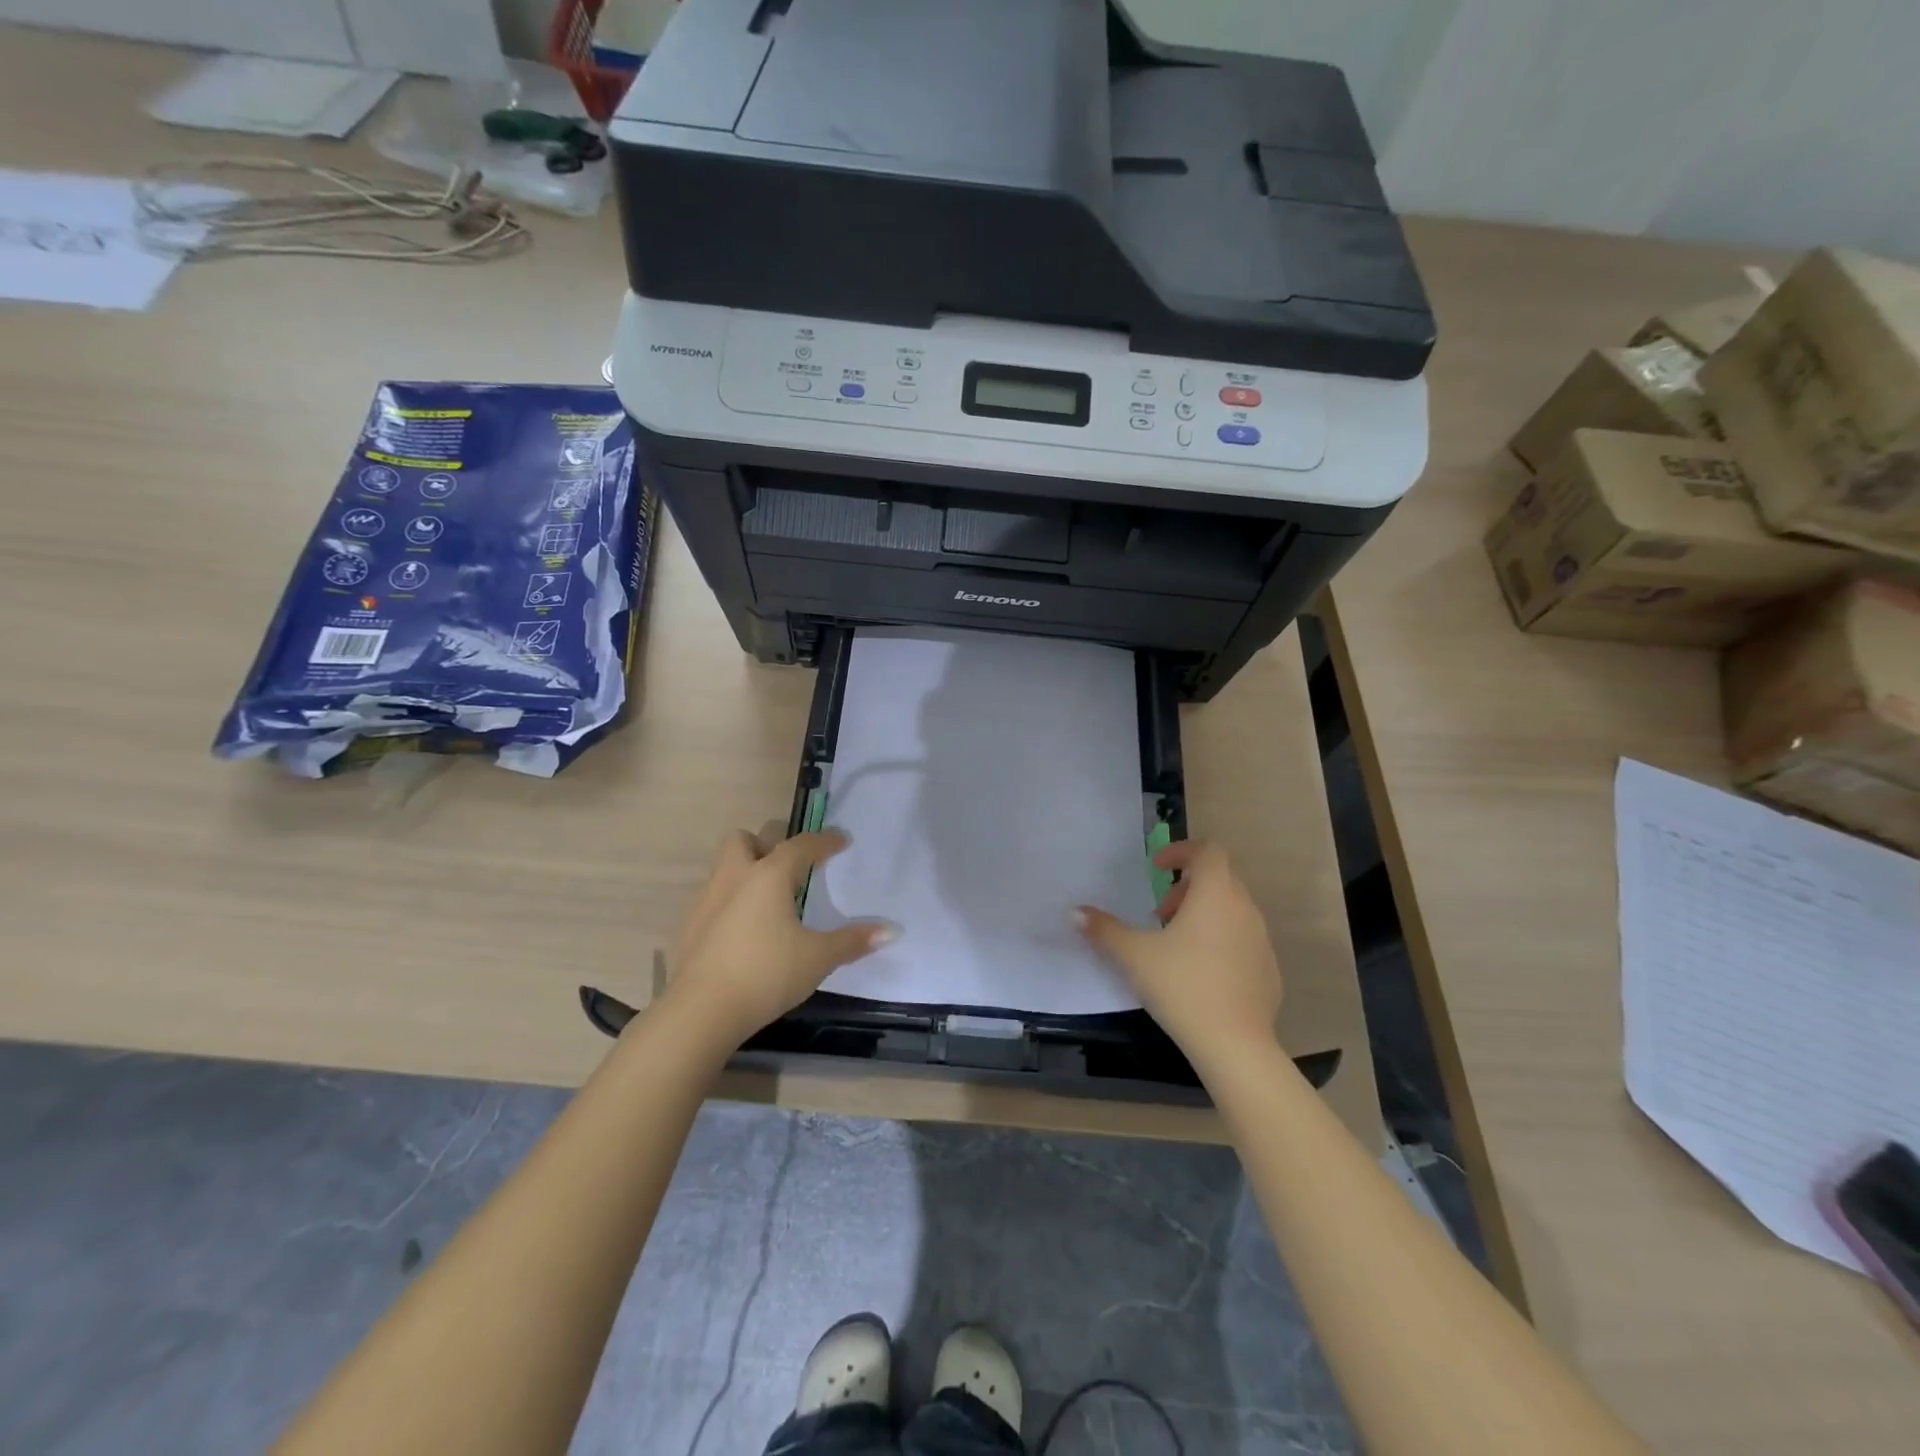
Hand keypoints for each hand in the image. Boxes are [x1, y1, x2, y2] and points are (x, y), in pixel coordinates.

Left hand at [662, 829, 893, 1048]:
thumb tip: (892, 931)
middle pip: (744, 840)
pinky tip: (746, 932)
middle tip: (790, 870)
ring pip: (725, 868)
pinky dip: (731, 903)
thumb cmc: (766, 973)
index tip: (841, 841)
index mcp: (769, 875)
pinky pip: (714, 899)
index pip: (801, 845)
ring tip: (770, 902)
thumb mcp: (818, 958)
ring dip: (747, 873)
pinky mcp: (689, 927)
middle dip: (766, 845)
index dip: (824, 841)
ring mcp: (706, 901)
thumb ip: (853, 941)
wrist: (700, 1012)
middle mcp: (734, 877)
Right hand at [1074, 840, 1283, 1063]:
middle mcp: (1245, 909)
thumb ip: (1103, 929)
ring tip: (1176, 945)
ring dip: (1204, 914)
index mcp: (1215, 894)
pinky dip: (1221, 941)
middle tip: (1160, 913)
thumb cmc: (1182, 986)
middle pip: (1220, 878)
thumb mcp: (1133, 955)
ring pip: (1232, 910)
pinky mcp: (1269, 970)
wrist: (1235, 1046)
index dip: (1181, 851)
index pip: (1208, 850)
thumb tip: (1074, 912)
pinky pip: (1243, 940)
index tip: (1157, 869)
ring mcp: (1261, 940)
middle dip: (1187, 887)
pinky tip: (1200, 974)